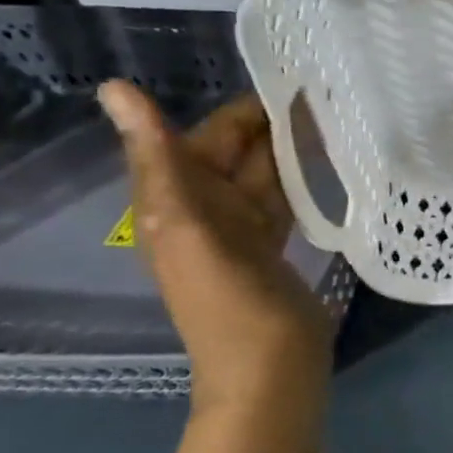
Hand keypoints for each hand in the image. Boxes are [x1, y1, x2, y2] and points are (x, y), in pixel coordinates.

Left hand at [98, 81, 333, 419]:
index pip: (205, 136)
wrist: (269, 372)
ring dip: (292, 150)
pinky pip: (282, 202)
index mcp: (174, 201)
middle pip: (237, 154)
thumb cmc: (231, 303)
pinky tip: (330, 166)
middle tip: (330, 95)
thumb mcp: (189, 227)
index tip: (292, 80)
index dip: (241, 110)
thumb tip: (114, 88)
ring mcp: (241, 232)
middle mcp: (204, 211)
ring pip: (264, 176)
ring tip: (338, 119)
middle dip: (273, 125)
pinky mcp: (273, 250)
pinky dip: (301, 182)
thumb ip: (161, 160)